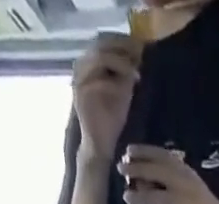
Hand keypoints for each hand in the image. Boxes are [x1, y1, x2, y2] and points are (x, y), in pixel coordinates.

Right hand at [72, 34, 141, 163]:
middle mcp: (82, 67)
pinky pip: (98, 80)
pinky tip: (128, 84)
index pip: (104, 43)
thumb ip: (126, 75)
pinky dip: (114, 81)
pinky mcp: (80, 94)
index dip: (122, 42)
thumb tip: (137, 56)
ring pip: (99, 58)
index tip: (139, 47)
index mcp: (90, 65)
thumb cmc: (111, 122)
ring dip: (119, 62)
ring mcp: (79, 79)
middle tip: (139, 56)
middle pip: (101, 45)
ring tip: (135, 72)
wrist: (100, 146)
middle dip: (122, 49)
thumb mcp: (122, 93)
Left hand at [118, 145, 218, 203]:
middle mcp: (189, 186)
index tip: (128, 150)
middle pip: (162, 174)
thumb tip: (143, 180)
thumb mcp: (189, 189)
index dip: (146, 152)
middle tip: (121, 169)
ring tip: (126, 197)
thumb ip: (170, 183)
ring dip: (144, 196)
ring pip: (164, 198)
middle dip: (140, 169)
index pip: (165, 157)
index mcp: (189, 175)